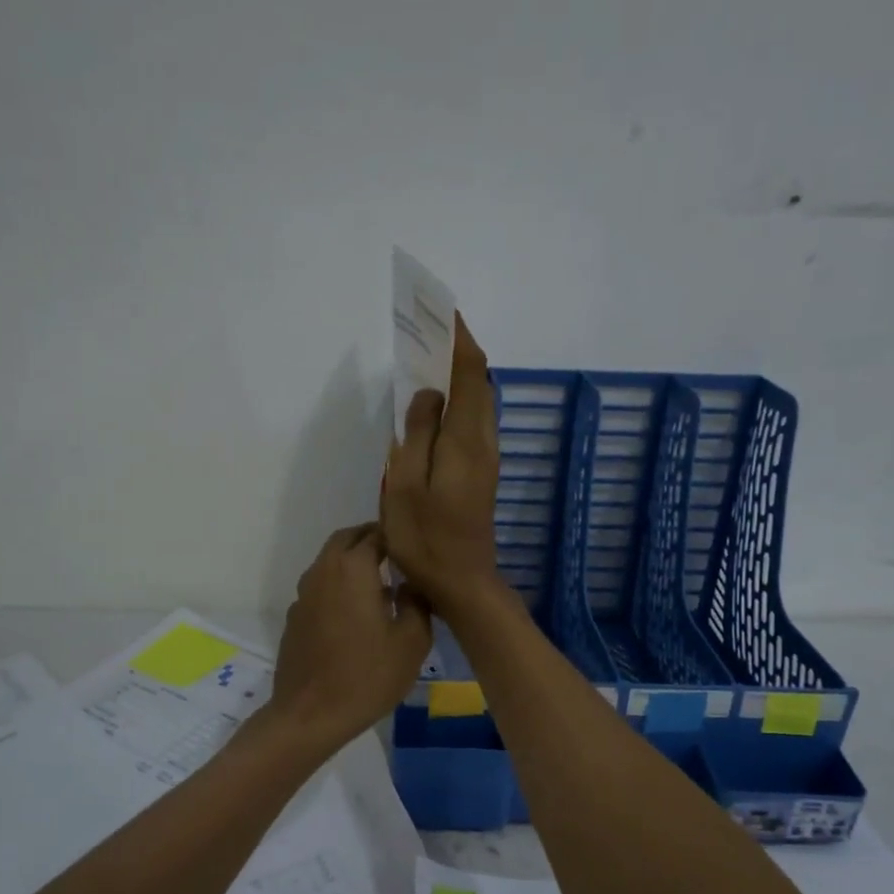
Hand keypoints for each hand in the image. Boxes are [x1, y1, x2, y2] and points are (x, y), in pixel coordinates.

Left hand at [266, 523, 432, 750]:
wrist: (310, 715)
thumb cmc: (367, 675)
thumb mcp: (412, 641)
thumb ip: (417, 602)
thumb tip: (411, 584)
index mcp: (353, 568)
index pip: (376, 533)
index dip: (397, 535)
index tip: (416, 545)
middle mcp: (323, 571)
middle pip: (347, 540)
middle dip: (371, 540)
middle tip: (397, 556)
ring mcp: (304, 594)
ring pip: (330, 563)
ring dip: (353, 564)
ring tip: (381, 585)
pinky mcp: (295, 617)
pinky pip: (320, 588)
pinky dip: (339, 587)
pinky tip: (356, 615)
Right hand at [382, 314, 502, 615]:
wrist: (463, 583)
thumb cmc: (426, 538)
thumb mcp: (407, 485)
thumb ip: (418, 434)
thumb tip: (429, 394)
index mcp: (465, 440)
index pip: (470, 374)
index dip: (460, 339)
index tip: (445, 311)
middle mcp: (483, 443)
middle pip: (479, 383)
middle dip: (459, 351)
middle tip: (429, 331)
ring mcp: (485, 459)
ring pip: (478, 403)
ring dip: (459, 376)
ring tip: (428, 360)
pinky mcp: (480, 474)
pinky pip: (472, 423)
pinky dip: (458, 401)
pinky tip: (435, 407)